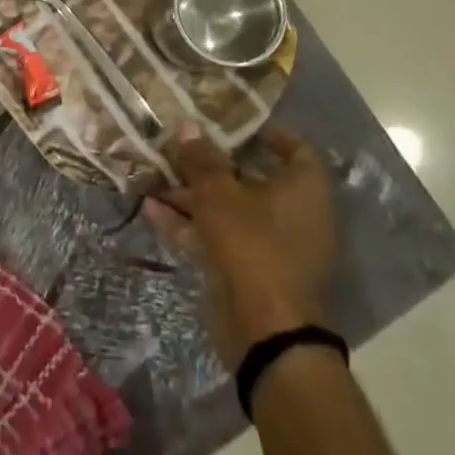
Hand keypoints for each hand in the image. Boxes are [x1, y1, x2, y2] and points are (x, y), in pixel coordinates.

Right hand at [144, 126, 337, 369]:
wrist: (264, 330)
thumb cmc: (251, 245)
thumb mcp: (219, 194)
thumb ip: (201, 159)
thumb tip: (187, 127)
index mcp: (303, 189)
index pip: (295, 148)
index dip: (266, 133)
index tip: (232, 124)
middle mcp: (294, 213)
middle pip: (251, 178)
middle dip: (210, 164)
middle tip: (177, 147)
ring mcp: (272, 244)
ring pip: (229, 209)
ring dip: (192, 194)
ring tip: (153, 176)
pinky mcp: (249, 269)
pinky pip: (219, 236)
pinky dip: (190, 223)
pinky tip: (151, 210)